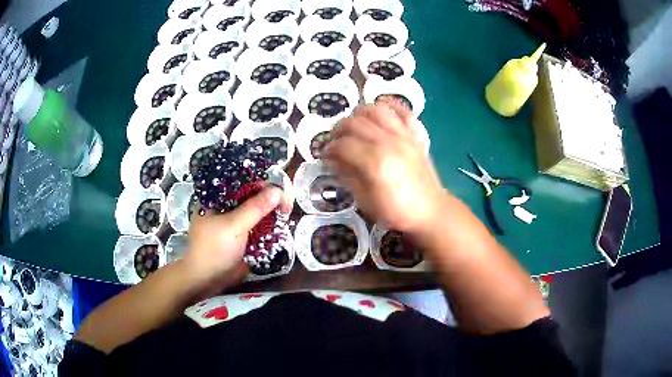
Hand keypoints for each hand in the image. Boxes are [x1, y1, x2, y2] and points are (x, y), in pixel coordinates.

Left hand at [181, 186, 284, 294]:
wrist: (207, 279)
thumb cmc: (214, 248)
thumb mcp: (234, 226)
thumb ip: (255, 208)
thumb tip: (278, 191)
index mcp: (216, 197)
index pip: (240, 182)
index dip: (260, 183)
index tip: (278, 190)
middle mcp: (225, 206)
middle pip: (250, 196)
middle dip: (269, 199)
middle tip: (286, 205)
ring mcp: (233, 222)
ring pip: (255, 212)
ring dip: (270, 213)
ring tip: (286, 214)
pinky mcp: (241, 236)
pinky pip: (257, 226)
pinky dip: (268, 226)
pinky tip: (280, 225)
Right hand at [324, 100, 446, 232]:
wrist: (430, 211)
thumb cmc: (396, 211)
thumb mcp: (365, 200)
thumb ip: (348, 176)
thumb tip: (333, 160)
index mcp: (374, 162)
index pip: (343, 145)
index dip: (329, 149)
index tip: (324, 155)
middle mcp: (388, 142)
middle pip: (355, 123)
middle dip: (338, 129)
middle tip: (334, 140)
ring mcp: (404, 136)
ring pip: (376, 110)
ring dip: (360, 112)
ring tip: (354, 123)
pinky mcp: (415, 135)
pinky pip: (403, 111)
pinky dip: (391, 105)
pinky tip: (381, 107)